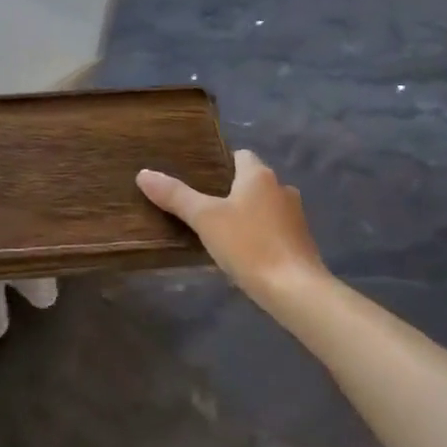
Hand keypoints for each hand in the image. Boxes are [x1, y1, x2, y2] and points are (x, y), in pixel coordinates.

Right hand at [137, 150, 326, 305]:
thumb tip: (143, 173)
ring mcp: (296, 216)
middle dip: (231, 190)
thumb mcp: (204, 218)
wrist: (296, 290)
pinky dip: (260, 234)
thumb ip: (175, 196)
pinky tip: (244, 252)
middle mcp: (281, 188)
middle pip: (252, 181)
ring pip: (265, 206)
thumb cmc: (248, 244)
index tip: (200, 176)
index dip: (221, 163)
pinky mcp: (302, 243)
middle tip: (203, 205)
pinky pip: (275, 229)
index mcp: (259, 175)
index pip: (240, 156)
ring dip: (247, 214)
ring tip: (221, 231)